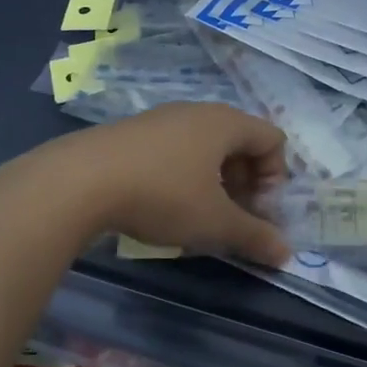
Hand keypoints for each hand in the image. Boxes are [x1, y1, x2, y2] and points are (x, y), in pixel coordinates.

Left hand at [2, 103, 292, 266]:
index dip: (275, 178)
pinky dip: (183, 175)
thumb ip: (254, 236)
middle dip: (245, 182)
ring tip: (199, 216)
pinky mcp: (134, 132)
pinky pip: (175, 149)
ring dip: (214, 181)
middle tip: (234, 217)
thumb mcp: (214, 223)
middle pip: (239, 142)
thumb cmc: (162, 195)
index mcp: (225, 122)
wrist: (80, 180)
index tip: (258, 212)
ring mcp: (162, 118)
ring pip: (205, 147)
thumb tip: (287, 255)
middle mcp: (197, 112)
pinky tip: (163, 205)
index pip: (272, 139)